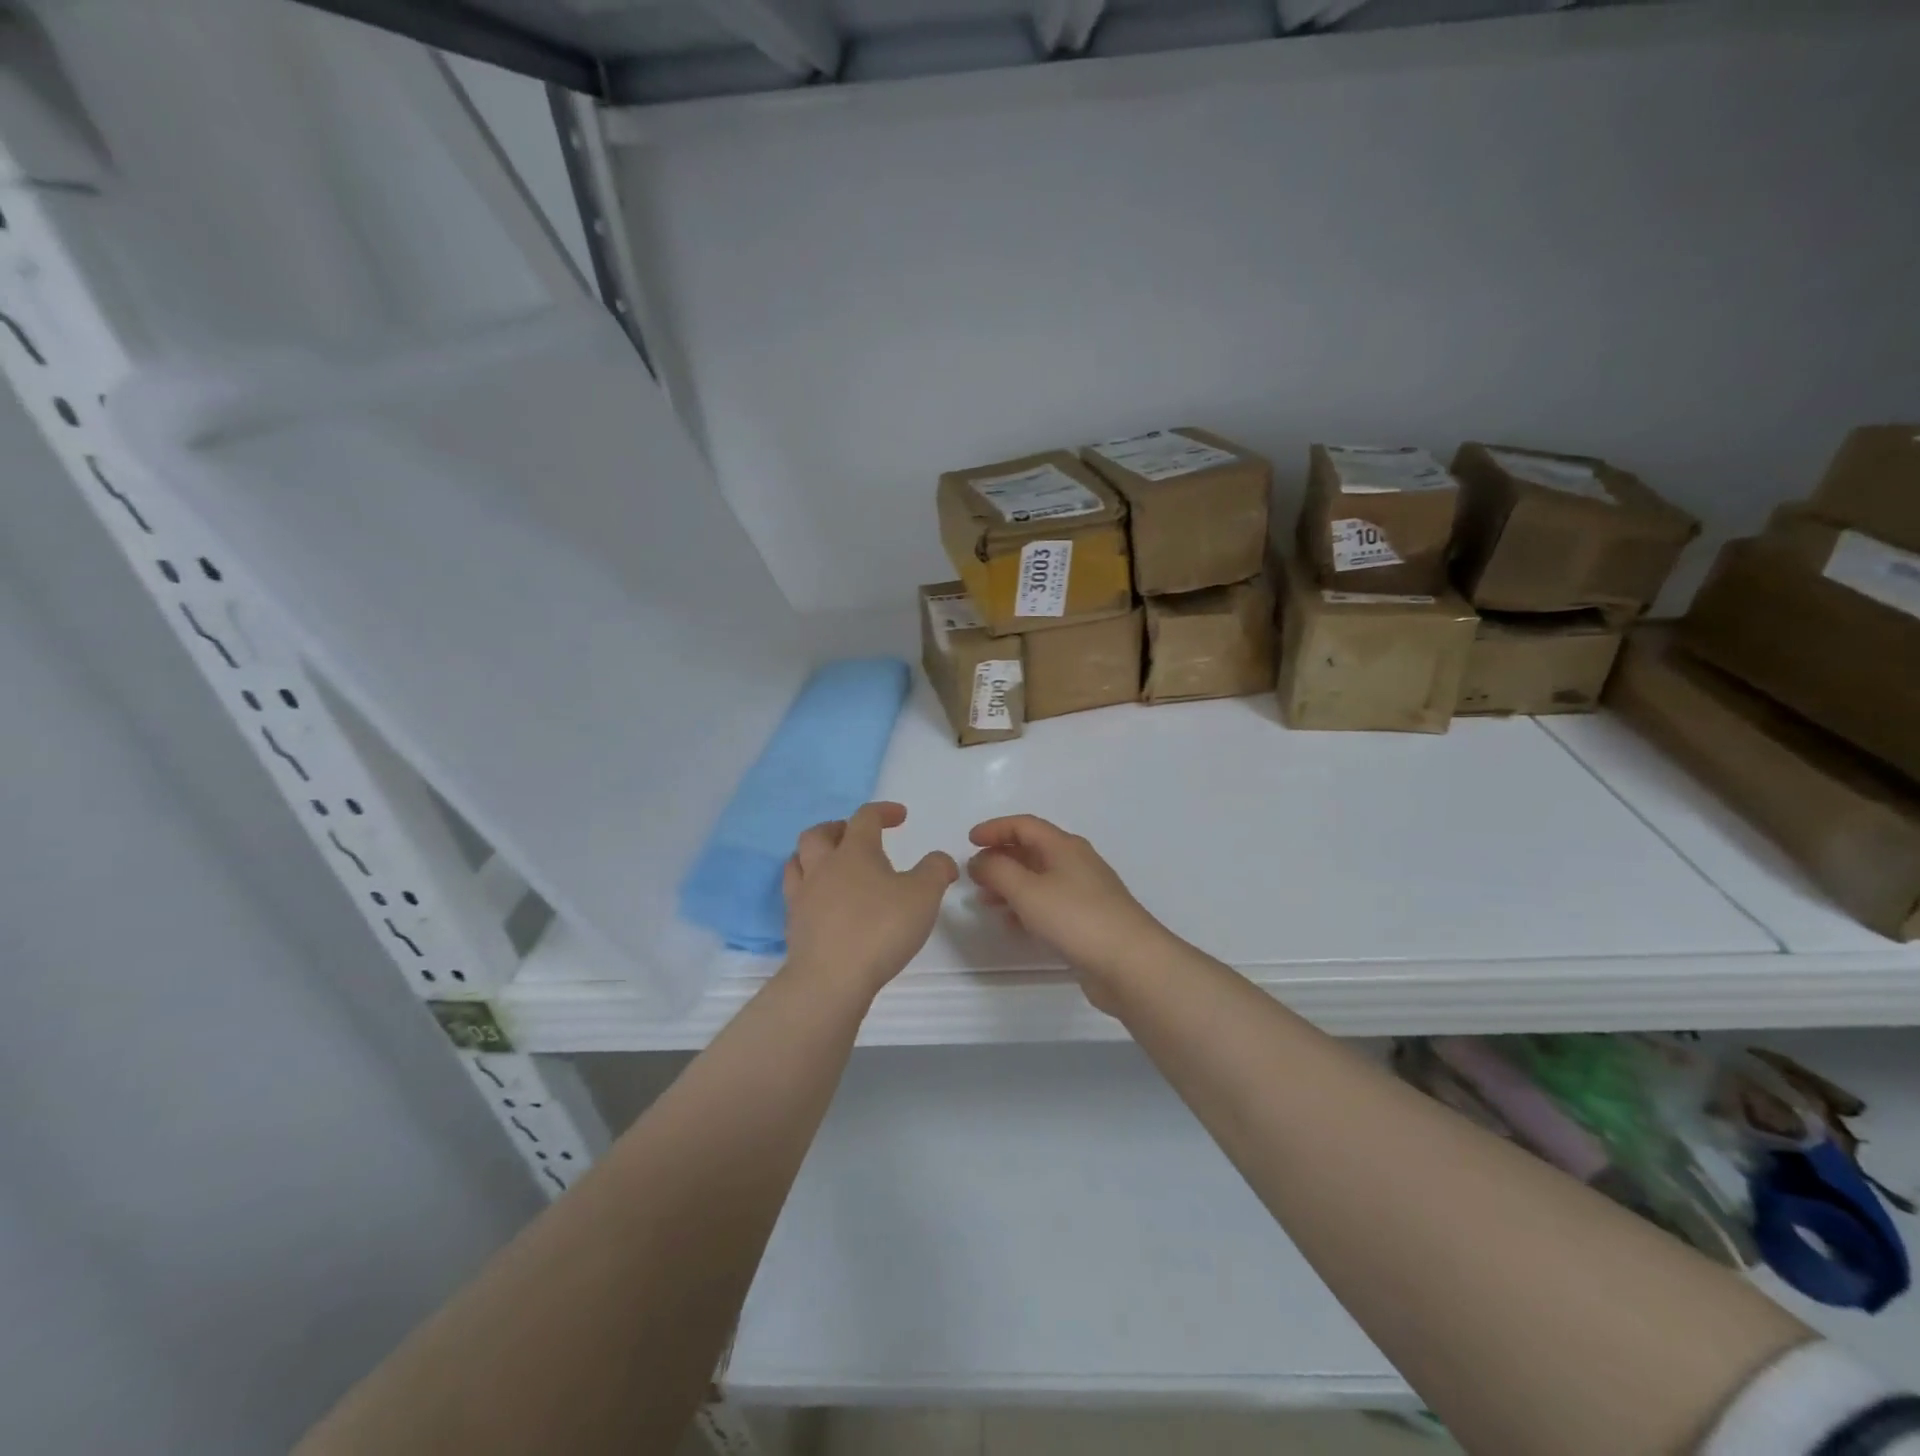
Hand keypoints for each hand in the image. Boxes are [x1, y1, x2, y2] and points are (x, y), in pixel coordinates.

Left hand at [782, 802, 956, 1000]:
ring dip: (814, 855)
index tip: (900, 816)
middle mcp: (823, 866)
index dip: (883, 811)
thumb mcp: (924, 895)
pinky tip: (824, 902)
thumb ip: (936, 870)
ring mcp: (803, 896)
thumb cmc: (880, 928)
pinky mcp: (794, 925)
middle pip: (819, 834)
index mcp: (854, 851)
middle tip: (856, 836)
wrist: (830, 979)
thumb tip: (941, 860)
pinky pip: (796, 894)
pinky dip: (809, 889)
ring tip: (831, 864)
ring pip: (798, 861)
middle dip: (838, 828)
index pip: (865, 817)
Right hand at [967, 815, 1175, 1009]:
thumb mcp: (1027, 890)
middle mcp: (1076, 863)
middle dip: (1000, 857)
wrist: (1130, 963)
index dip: (995, 828)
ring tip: (985, 900)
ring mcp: (1084, 892)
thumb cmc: (1075, 918)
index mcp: (1064, 846)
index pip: (1024, 825)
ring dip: (1010, 884)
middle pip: (1032, 850)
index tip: (968, 841)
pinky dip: (1026, 907)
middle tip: (973, 873)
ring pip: (1039, 878)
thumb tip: (980, 860)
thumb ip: (998, 871)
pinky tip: (1012, 923)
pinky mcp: (1087, 920)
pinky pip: (1049, 903)